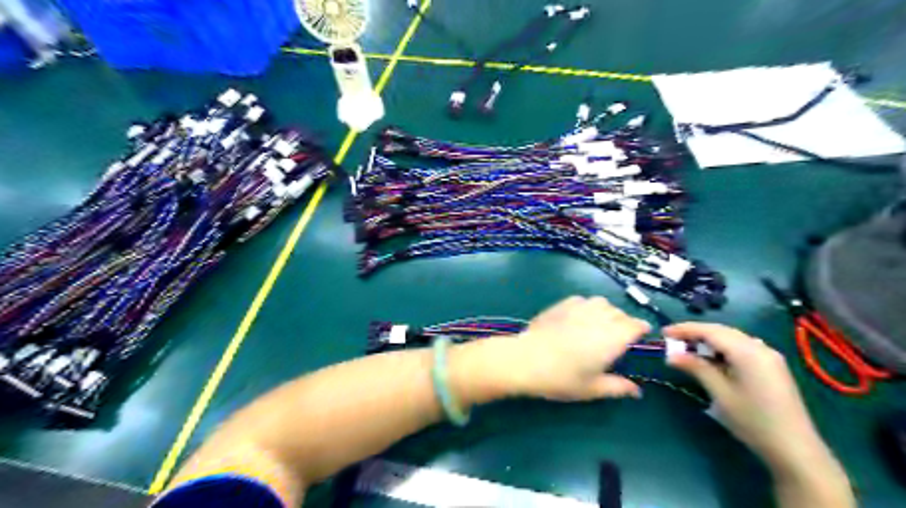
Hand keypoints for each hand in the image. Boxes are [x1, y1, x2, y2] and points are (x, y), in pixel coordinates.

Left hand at [508, 297, 648, 400]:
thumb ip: (618, 387)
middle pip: (620, 313)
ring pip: (602, 303)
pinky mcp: (562, 304)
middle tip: (618, 338)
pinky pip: (582, 300)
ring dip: (607, 312)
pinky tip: (579, 318)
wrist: (526, 359)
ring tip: (600, 325)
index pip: (636, 325)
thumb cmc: (562, 377)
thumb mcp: (593, 388)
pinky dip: (587, 306)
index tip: (642, 336)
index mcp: (613, 338)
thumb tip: (637, 391)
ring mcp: (579, 308)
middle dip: (624, 322)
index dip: (641, 329)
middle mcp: (599, 318)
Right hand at [664, 323, 821, 466]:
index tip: (664, 333)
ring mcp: (769, 356)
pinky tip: (711, 359)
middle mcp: (760, 347)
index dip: (685, 329)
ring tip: (688, 349)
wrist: (795, 449)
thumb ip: (696, 368)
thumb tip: (671, 355)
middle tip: (673, 341)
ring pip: (732, 338)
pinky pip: (742, 347)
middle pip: (722, 331)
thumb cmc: (753, 420)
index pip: (710, 331)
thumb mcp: (719, 393)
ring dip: (709, 340)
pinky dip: (722, 348)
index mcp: (747, 351)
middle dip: (696, 333)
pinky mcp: (772, 366)